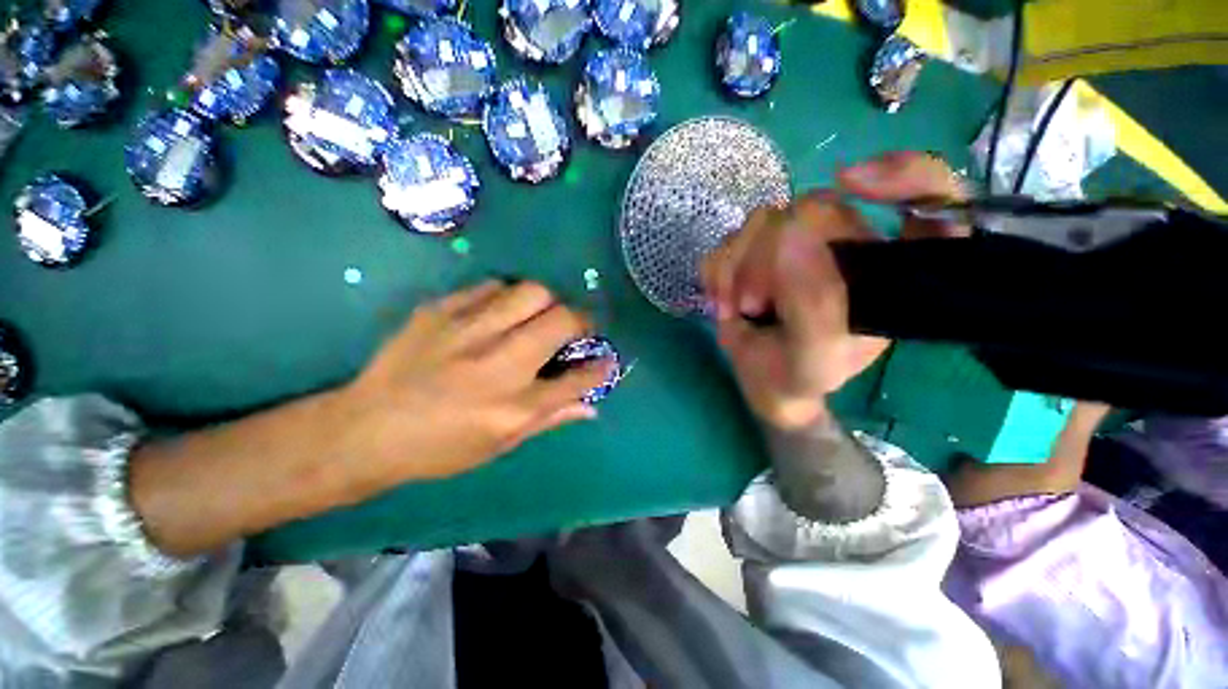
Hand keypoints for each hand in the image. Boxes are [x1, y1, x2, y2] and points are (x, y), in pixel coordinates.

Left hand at [131, 280, 613, 556]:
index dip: (600, 367)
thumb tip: (590, 406)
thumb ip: (550, 418)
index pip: (578, 379)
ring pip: (531, 292)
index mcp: (514, 408)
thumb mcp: (500, 444)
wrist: (365, 429)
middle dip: (580, 321)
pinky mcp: (440, 310)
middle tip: (573, 329)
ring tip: (536, 317)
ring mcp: (467, 331)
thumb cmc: (440, 447)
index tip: (605, 360)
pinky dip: (506, 297)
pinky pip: (491, 286)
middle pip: (562, 320)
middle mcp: (498, 365)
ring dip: (545, 303)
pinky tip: (498, 313)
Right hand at [701, 152, 966, 429]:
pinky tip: (722, 301)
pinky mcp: (754, 249)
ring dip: (736, 270)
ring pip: (759, 220)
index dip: (907, 175)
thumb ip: (815, 306)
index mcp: (883, 269)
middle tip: (754, 305)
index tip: (852, 181)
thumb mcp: (817, 358)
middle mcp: (845, 245)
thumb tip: (790, 235)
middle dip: (768, 260)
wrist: (760, 379)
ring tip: (737, 309)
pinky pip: (728, 239)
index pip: (931, 199)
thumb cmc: (799, 375)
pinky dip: (717, 272)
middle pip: (810, 208)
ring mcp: (794, 243)